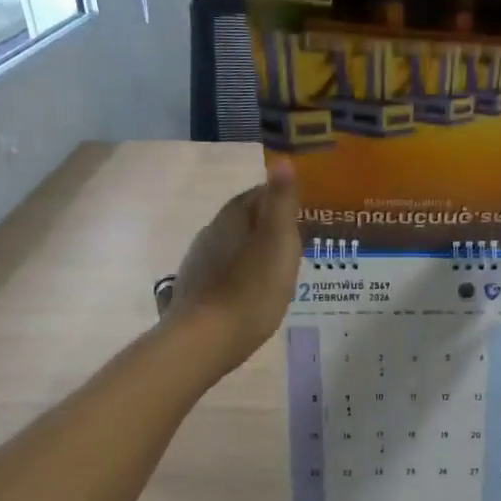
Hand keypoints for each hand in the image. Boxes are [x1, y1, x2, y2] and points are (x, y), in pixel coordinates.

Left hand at [166, 160, 301, 373]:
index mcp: (233, 217)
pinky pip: (226, 272)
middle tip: (297, 243)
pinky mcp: (196, 290)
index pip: (259, 193)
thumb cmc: (251, 290)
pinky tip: (253, 293)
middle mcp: (211, 232)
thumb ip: (281, 202)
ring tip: (279, 270)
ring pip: (234, 246)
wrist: (206, 340)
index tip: (303, 212)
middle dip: (268, 226)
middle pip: (245, 219)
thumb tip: (282, 160)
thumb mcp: (278, 242)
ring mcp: (199, 262)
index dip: (281, 199)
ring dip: (254, 252)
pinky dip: (242, 275)